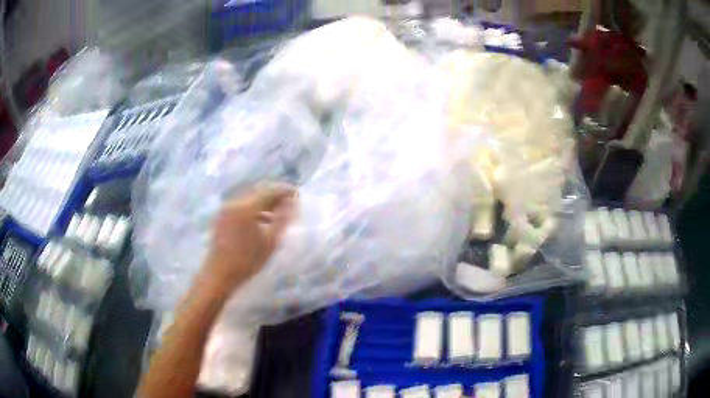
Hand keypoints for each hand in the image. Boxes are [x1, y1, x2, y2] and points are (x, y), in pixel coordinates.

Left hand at [203, 183, 296, 291]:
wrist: (220, 274)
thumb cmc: (247, 260)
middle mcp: (235, 202)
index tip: (297, 193)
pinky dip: (254, 208)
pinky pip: (241, 205)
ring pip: (250, 198)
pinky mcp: (222, 216)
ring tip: (279, 211)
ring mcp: (226, 208)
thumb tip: (291, 203)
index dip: (285, 190)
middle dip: (275, 194)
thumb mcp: (270, 241)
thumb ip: (282, 219)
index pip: (270, 190)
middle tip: (289, 201)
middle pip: (259, 191)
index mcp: (247, 207)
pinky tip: (263, 220)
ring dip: (265, 201)